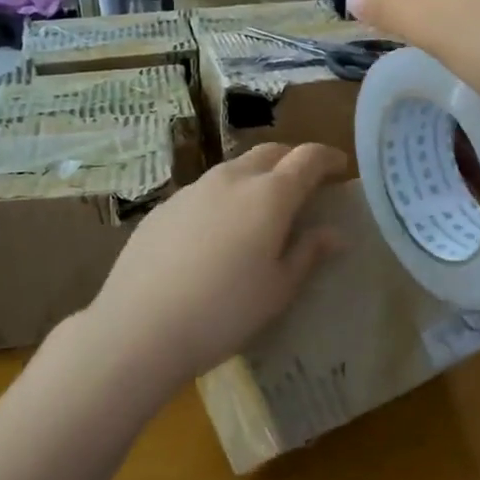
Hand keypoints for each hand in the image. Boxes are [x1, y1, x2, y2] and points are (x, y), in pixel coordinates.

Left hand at [86, 142, 346, 384]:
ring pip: (234, 168)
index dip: (328, 158)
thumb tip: (335, 234)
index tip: (341, 167)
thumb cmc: (224, 312)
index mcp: (269, 196)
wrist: (139, 327)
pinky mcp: (164, 207)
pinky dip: (224, 196)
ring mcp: (192, 190)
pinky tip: (217, 231)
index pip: (308, 158)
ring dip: (257, 176)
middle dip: (293, 160)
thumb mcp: (278, 289)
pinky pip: (205, 190)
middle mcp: (232, 180)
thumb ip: (308, 253)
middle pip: (270, 152)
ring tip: (261, 207)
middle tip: (305, 184)